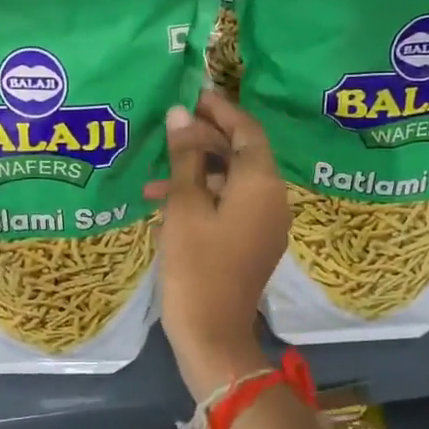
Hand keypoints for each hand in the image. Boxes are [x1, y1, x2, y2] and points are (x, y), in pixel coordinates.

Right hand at [142, 91, 289, 396]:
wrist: (212, 333)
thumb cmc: (196, 264)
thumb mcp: (184, 205)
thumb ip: (185, 156)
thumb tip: (181, 113)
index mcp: (261, 184)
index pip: (247, 131)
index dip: (222, 110)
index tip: (196, 95)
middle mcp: (272, 198)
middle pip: (241, 154)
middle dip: (205, 138)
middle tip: (171, 126)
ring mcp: (265, 222)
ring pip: (232, 180)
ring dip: (197, 170)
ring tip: (156, 172)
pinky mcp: (253, 241)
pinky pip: (231, 204)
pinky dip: (203, 196)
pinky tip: (165, 202)